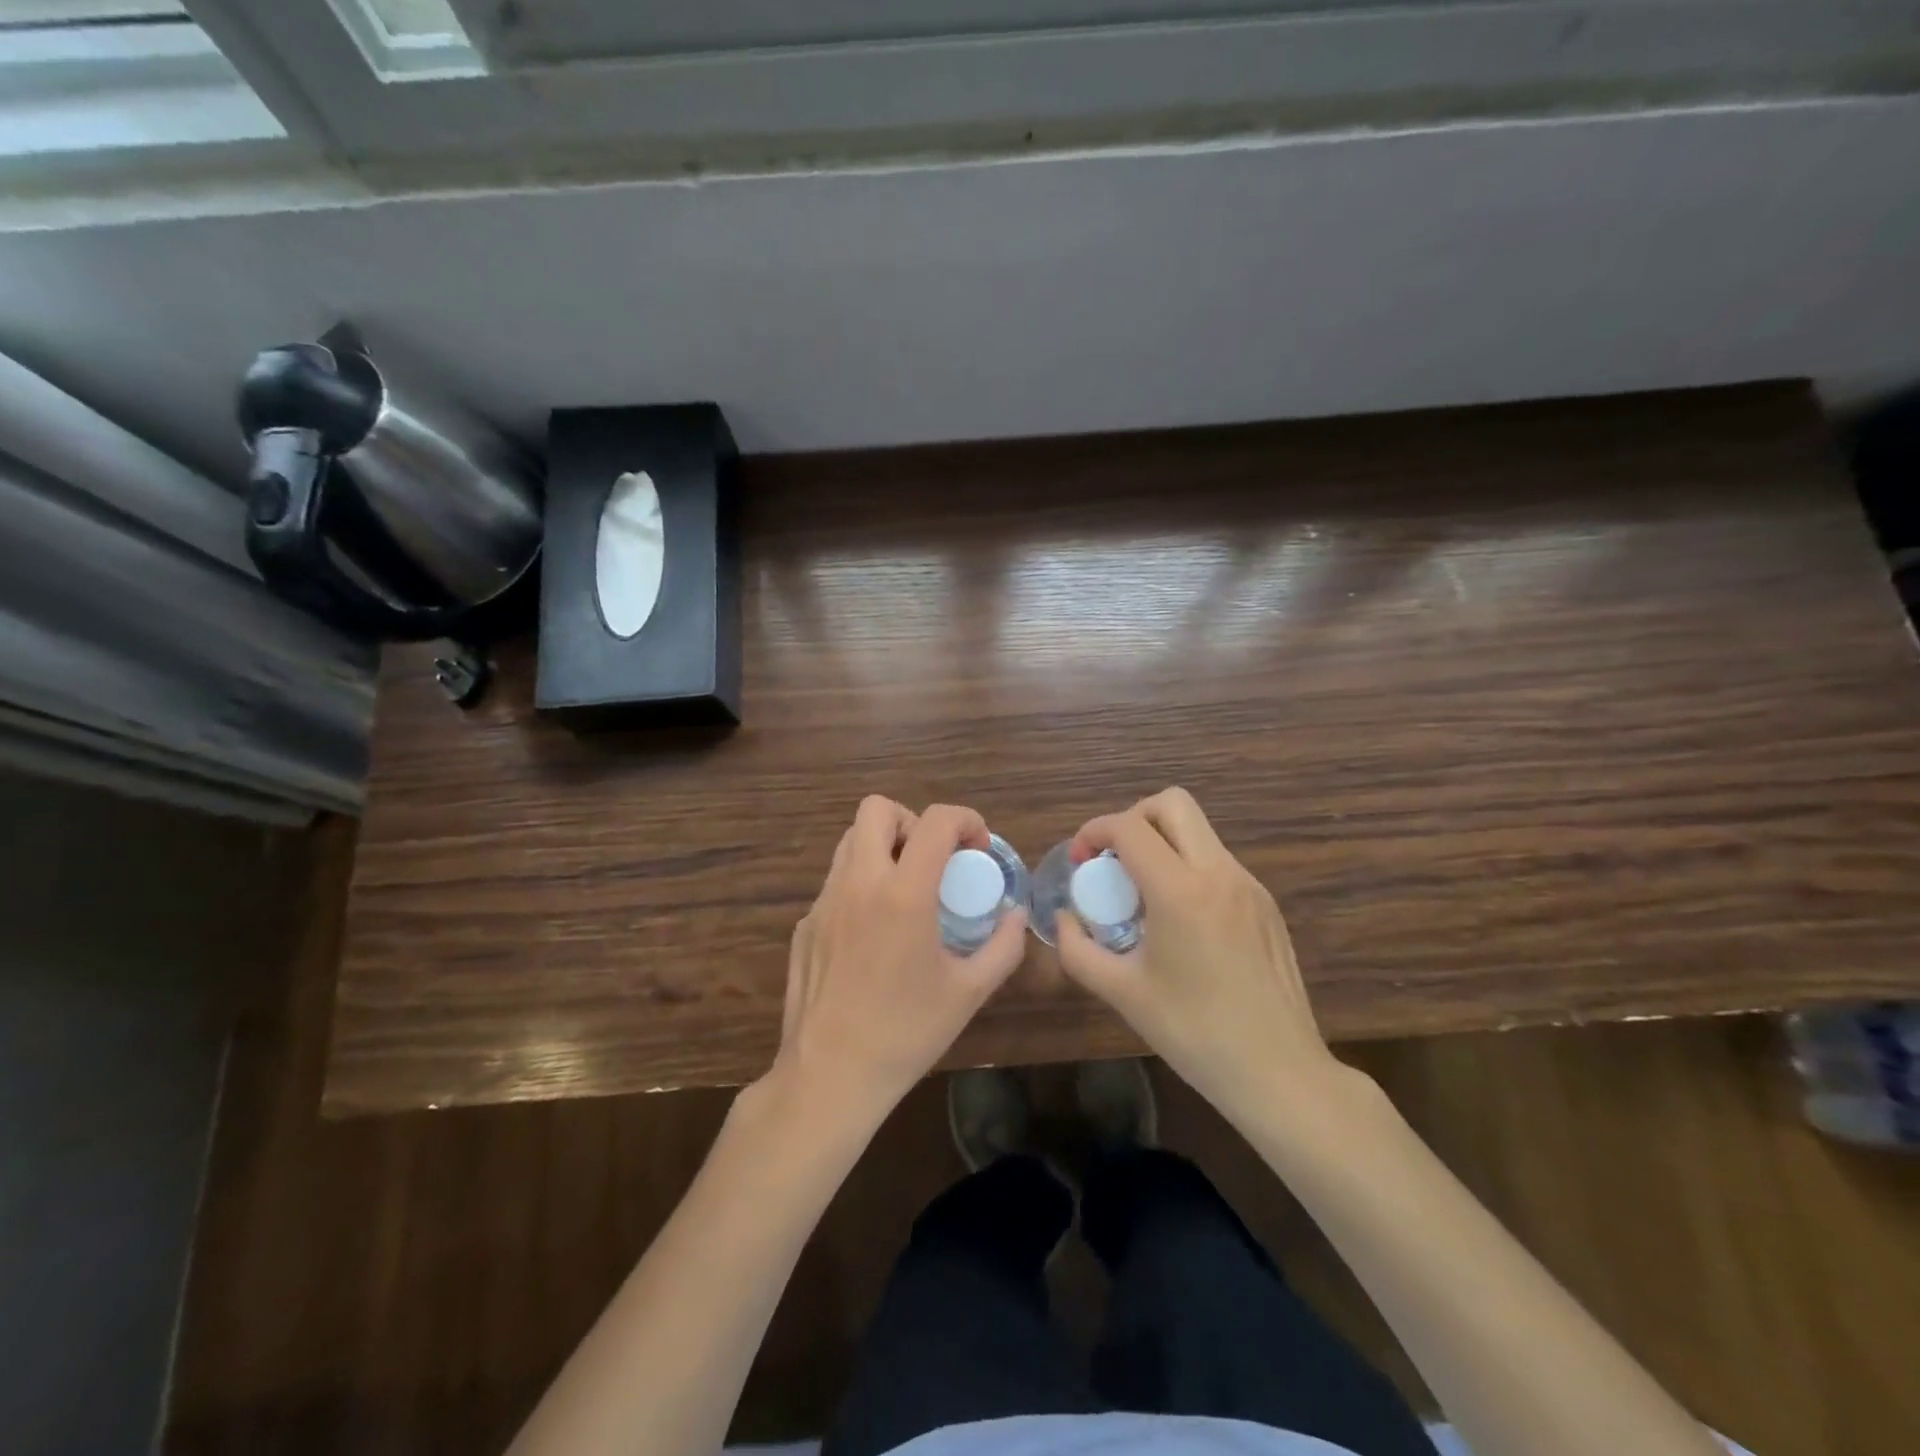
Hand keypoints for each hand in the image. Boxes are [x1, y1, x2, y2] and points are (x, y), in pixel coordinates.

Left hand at [768, 796, 1027, 1125]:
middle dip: (913, 821)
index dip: (965, 819)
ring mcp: (823, 902)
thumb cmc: (906, 1034)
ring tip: (906, 889)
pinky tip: (875, 933)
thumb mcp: (969, 992)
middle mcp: (858, 884)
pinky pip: (836, 882)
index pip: (935, 821)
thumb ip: (1003, 947)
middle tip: (934, 859)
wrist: (830, 1076)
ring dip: (883, 847)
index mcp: (903, 894)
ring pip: (850, 841)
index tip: (978, 847)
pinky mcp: (805, 924)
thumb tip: (1015, 916)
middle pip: (877, 809)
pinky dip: (861, 885)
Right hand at [1055, 787, 1345, 1122]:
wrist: (1280, 1073)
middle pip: (1172, 804)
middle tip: (1113, 860)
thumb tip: (1065, 919)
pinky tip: (1178, 920)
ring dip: (1161, 843)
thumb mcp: (1123, 993)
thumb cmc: (1194, 1034)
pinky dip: (1187, 868)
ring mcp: (1249, 886)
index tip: (1079, 861)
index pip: (1130, 827)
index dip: (1095, 831)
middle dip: (1132, 819)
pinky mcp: (1265, 904)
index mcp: (1181, 891)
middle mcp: (1219, 873)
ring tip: (1141, 894)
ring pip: (1198, 830)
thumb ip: (1078, 950)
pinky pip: (1217, 862)